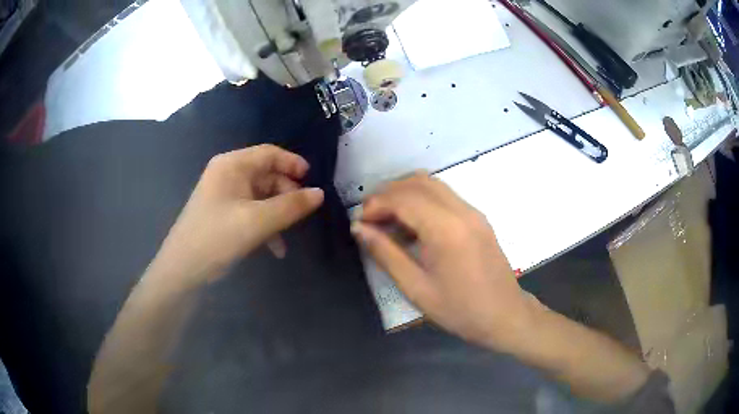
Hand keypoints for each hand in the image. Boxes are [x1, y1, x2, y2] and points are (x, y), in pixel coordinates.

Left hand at [152, 145, 323, 288]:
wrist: (183, 270)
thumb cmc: (217, 238)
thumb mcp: (257, 221)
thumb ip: (291, 206)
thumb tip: (320, 193)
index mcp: (232, 165)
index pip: (269, 153)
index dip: (293, 163)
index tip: (313, 180)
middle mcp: (227, 175)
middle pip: (266, 175)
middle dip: (286, 193)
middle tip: (302, 213)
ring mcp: (224, 196)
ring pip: (261, 197)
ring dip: (278, 213)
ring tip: (290, 234)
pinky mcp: (223, 215)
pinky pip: (251, 212)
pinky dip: (266, 226)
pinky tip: (276, 248)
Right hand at [352, 172, 534, 350]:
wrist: (504, 315)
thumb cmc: (460, 310)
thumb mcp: (416, 288)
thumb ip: (386, 254)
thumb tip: (359, 229)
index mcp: (446, 229)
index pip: (404, 198)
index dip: (376, 204)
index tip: (359, 222)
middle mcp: (462, 211)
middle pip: (418, 182)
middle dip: (387, 193)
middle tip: (369, 218)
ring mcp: (473, 212)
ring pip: (432, 184)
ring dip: (404, 193)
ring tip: (386, 219)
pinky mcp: (477, 218)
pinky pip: (444, 196)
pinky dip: (422, 200)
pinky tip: (412, 225)